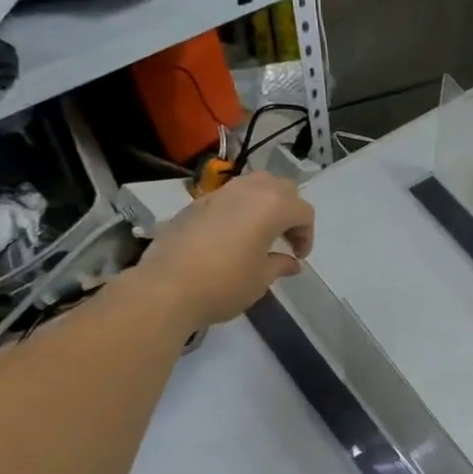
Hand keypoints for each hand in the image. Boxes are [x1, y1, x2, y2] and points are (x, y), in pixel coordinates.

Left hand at [143, 173, 314, 328]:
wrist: (166, 288)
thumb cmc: (224, 284)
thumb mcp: (261, 279)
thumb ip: (280, 264)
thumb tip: (291, 262)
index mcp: (272, 206)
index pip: (303, 211)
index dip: (306, 234)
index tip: (298, 257)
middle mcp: (248, 191)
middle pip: (280, 188)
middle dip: (289, 210)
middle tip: (285, 238)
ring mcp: (219, 194)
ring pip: (252, 185)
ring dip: (264, 204)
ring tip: (260, 232)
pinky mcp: (195, 203)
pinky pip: (228, 197)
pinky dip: (239, 210)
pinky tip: (231, 237)